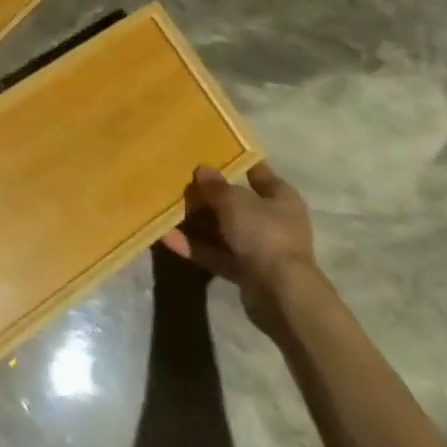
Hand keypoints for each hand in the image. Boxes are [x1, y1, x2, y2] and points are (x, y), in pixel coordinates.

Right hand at [162, 162, 321, 331]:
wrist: (281, 295)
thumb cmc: (263, 233)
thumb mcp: (234, 201)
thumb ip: (215, 186)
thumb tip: (202, 169)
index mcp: (280, 197)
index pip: (256, 172)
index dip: (235, 161)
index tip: (208, 152)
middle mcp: (272, 221)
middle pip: (235, 203)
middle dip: (207, 196)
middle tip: (177, 182)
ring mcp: (259, 249)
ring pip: (222, 230)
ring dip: (196, 223)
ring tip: (164, 209)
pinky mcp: (246, 273)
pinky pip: (216, 254)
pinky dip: (195, 247)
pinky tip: (166, 237)